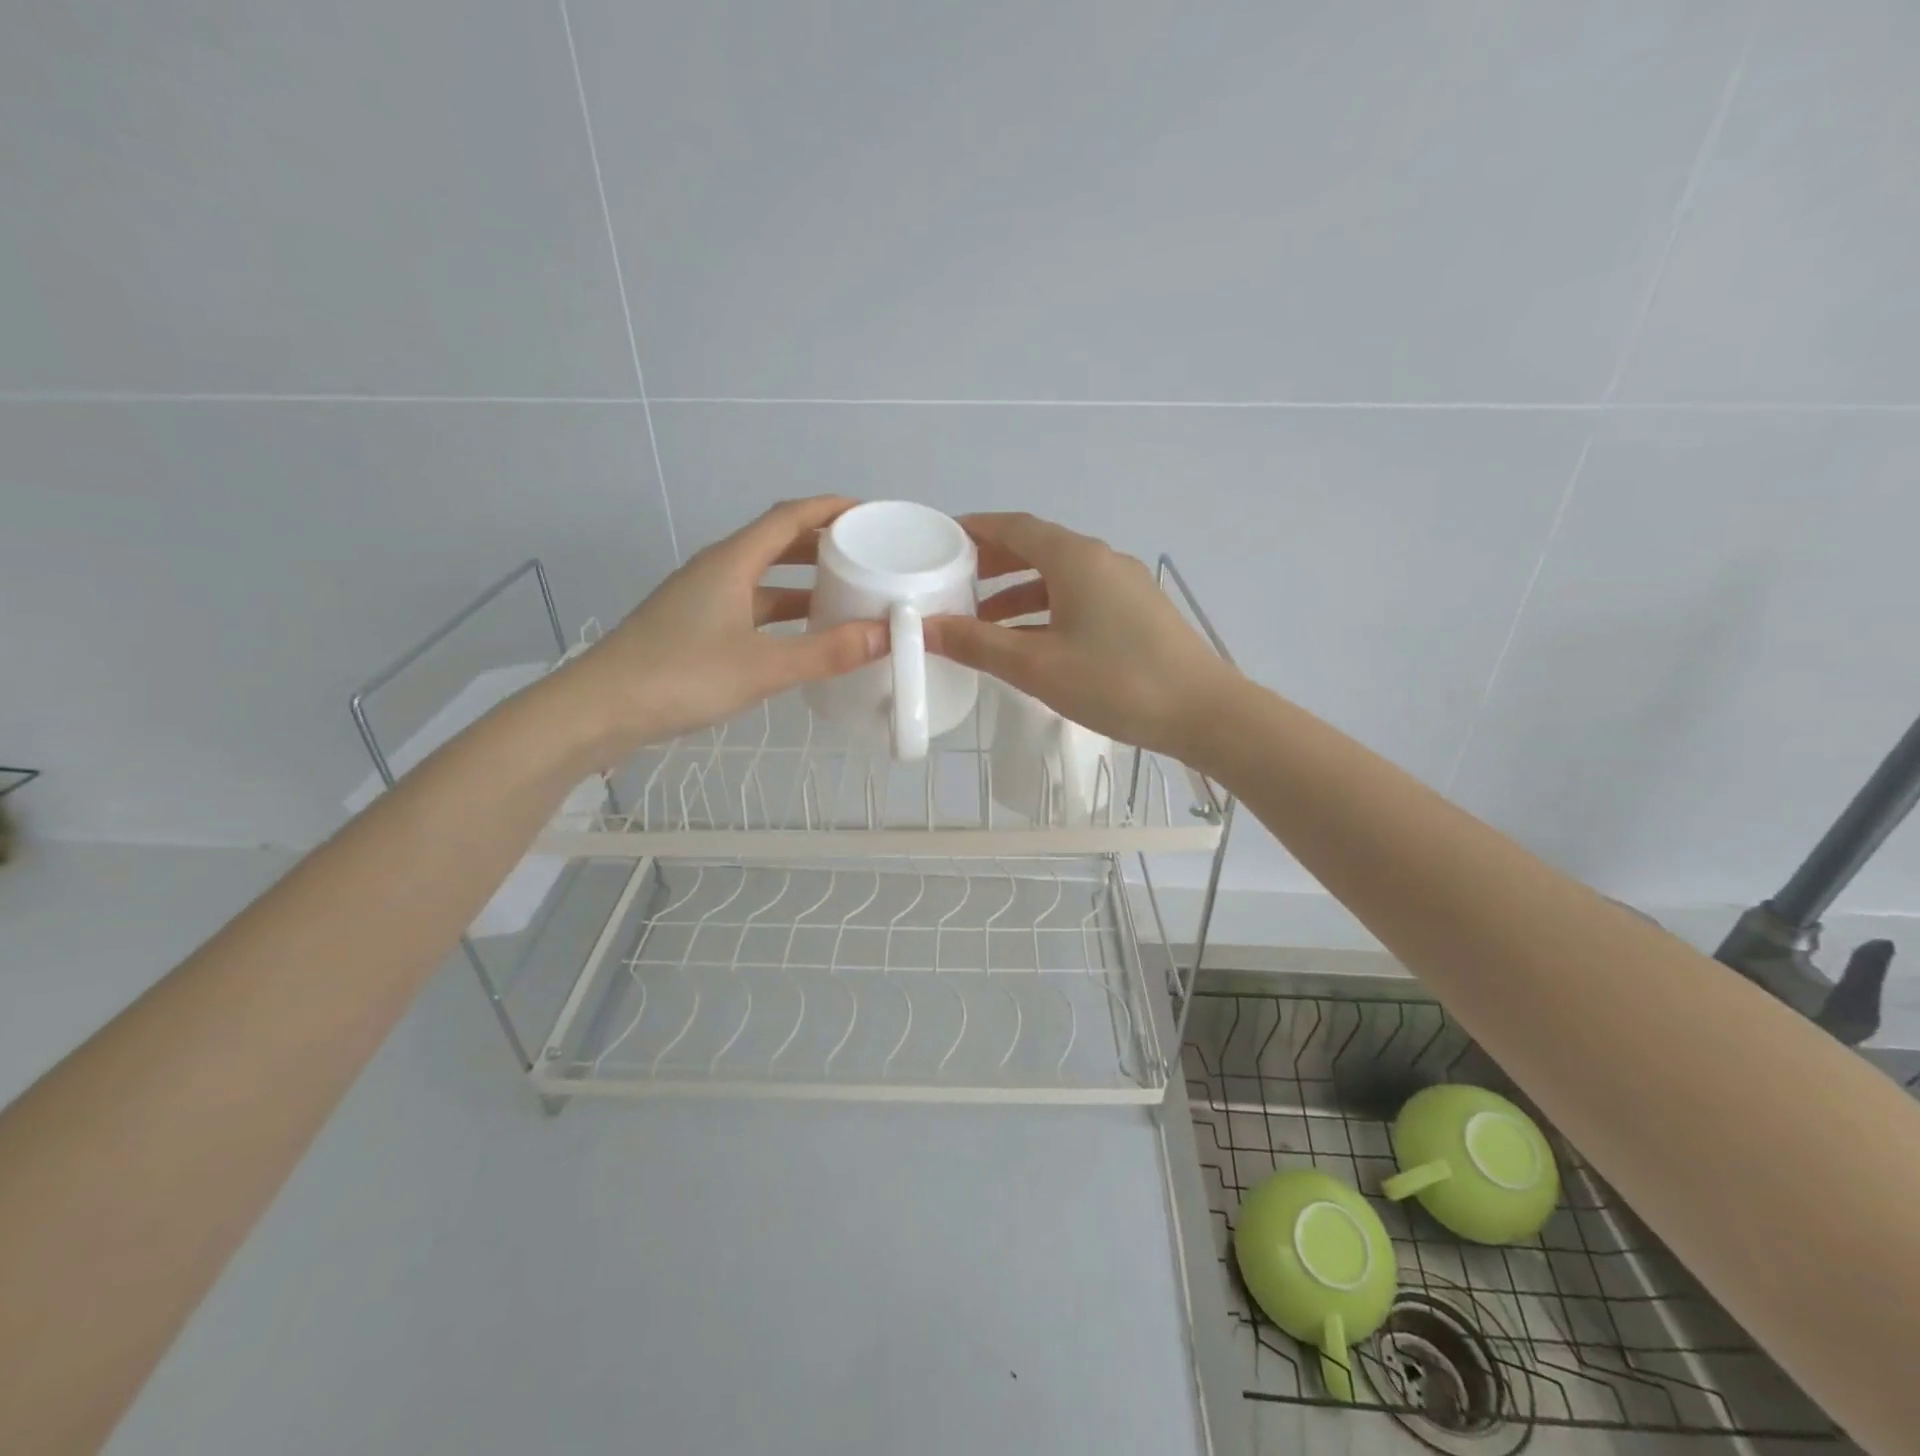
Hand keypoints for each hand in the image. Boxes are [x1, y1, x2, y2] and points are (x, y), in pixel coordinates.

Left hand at [566, 496, 884, 751]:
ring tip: (845, 594)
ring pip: (762, 579)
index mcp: (731, 562)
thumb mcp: (763, 667)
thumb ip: (826, 652)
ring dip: (802, 581)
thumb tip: (887, 634)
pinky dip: (782, 613)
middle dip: (822, 544)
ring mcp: (702, 600)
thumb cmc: (680, 676)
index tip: (869, 513)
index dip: (830, 508)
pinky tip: (802, 635)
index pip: (788, 517)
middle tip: (866, 556)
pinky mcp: (694, 628)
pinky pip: (750, 607)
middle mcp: (716, 571)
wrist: (599, 710)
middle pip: (775, 542)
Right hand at [923, 512, 1238, 759]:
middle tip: (953, 582)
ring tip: (981, 619)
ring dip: (1017, 592)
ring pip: (1058, 577)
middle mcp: (1101, 559)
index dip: (974, 530)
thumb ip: (977, 644)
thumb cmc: (1116, 682)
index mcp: (1075, 558)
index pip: (1014, 527)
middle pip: (1036, 548)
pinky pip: (1079, 598)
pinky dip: (1046, 610)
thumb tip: (924, 627)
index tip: (940, 541)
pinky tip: (1030, 641)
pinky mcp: (1137, 612)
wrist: (1203, 713)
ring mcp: (1124, 585)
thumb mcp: (1036, 666)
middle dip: (992, 563)